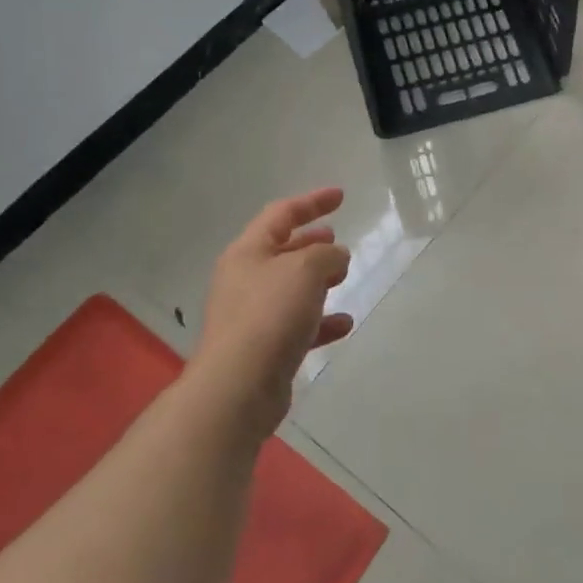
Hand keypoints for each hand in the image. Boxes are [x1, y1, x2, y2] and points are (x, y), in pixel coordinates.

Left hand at [193, 188, 353, 435]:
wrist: (238, 387)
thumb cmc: (270, 315)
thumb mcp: (306, 270)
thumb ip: (326, 254)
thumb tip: (335, 256)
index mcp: (247, 252)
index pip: (281, 214)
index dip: (312, 202)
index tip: (341, 196)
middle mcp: (244, 280)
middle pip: (281, 251)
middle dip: (311, 243)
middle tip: (336, 240)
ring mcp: (251, 316)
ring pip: (290, 289)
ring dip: (318, 281)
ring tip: (344, 278)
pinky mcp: (262, 348)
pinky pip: (297, 325)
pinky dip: (320, 321)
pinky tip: (344, 324)